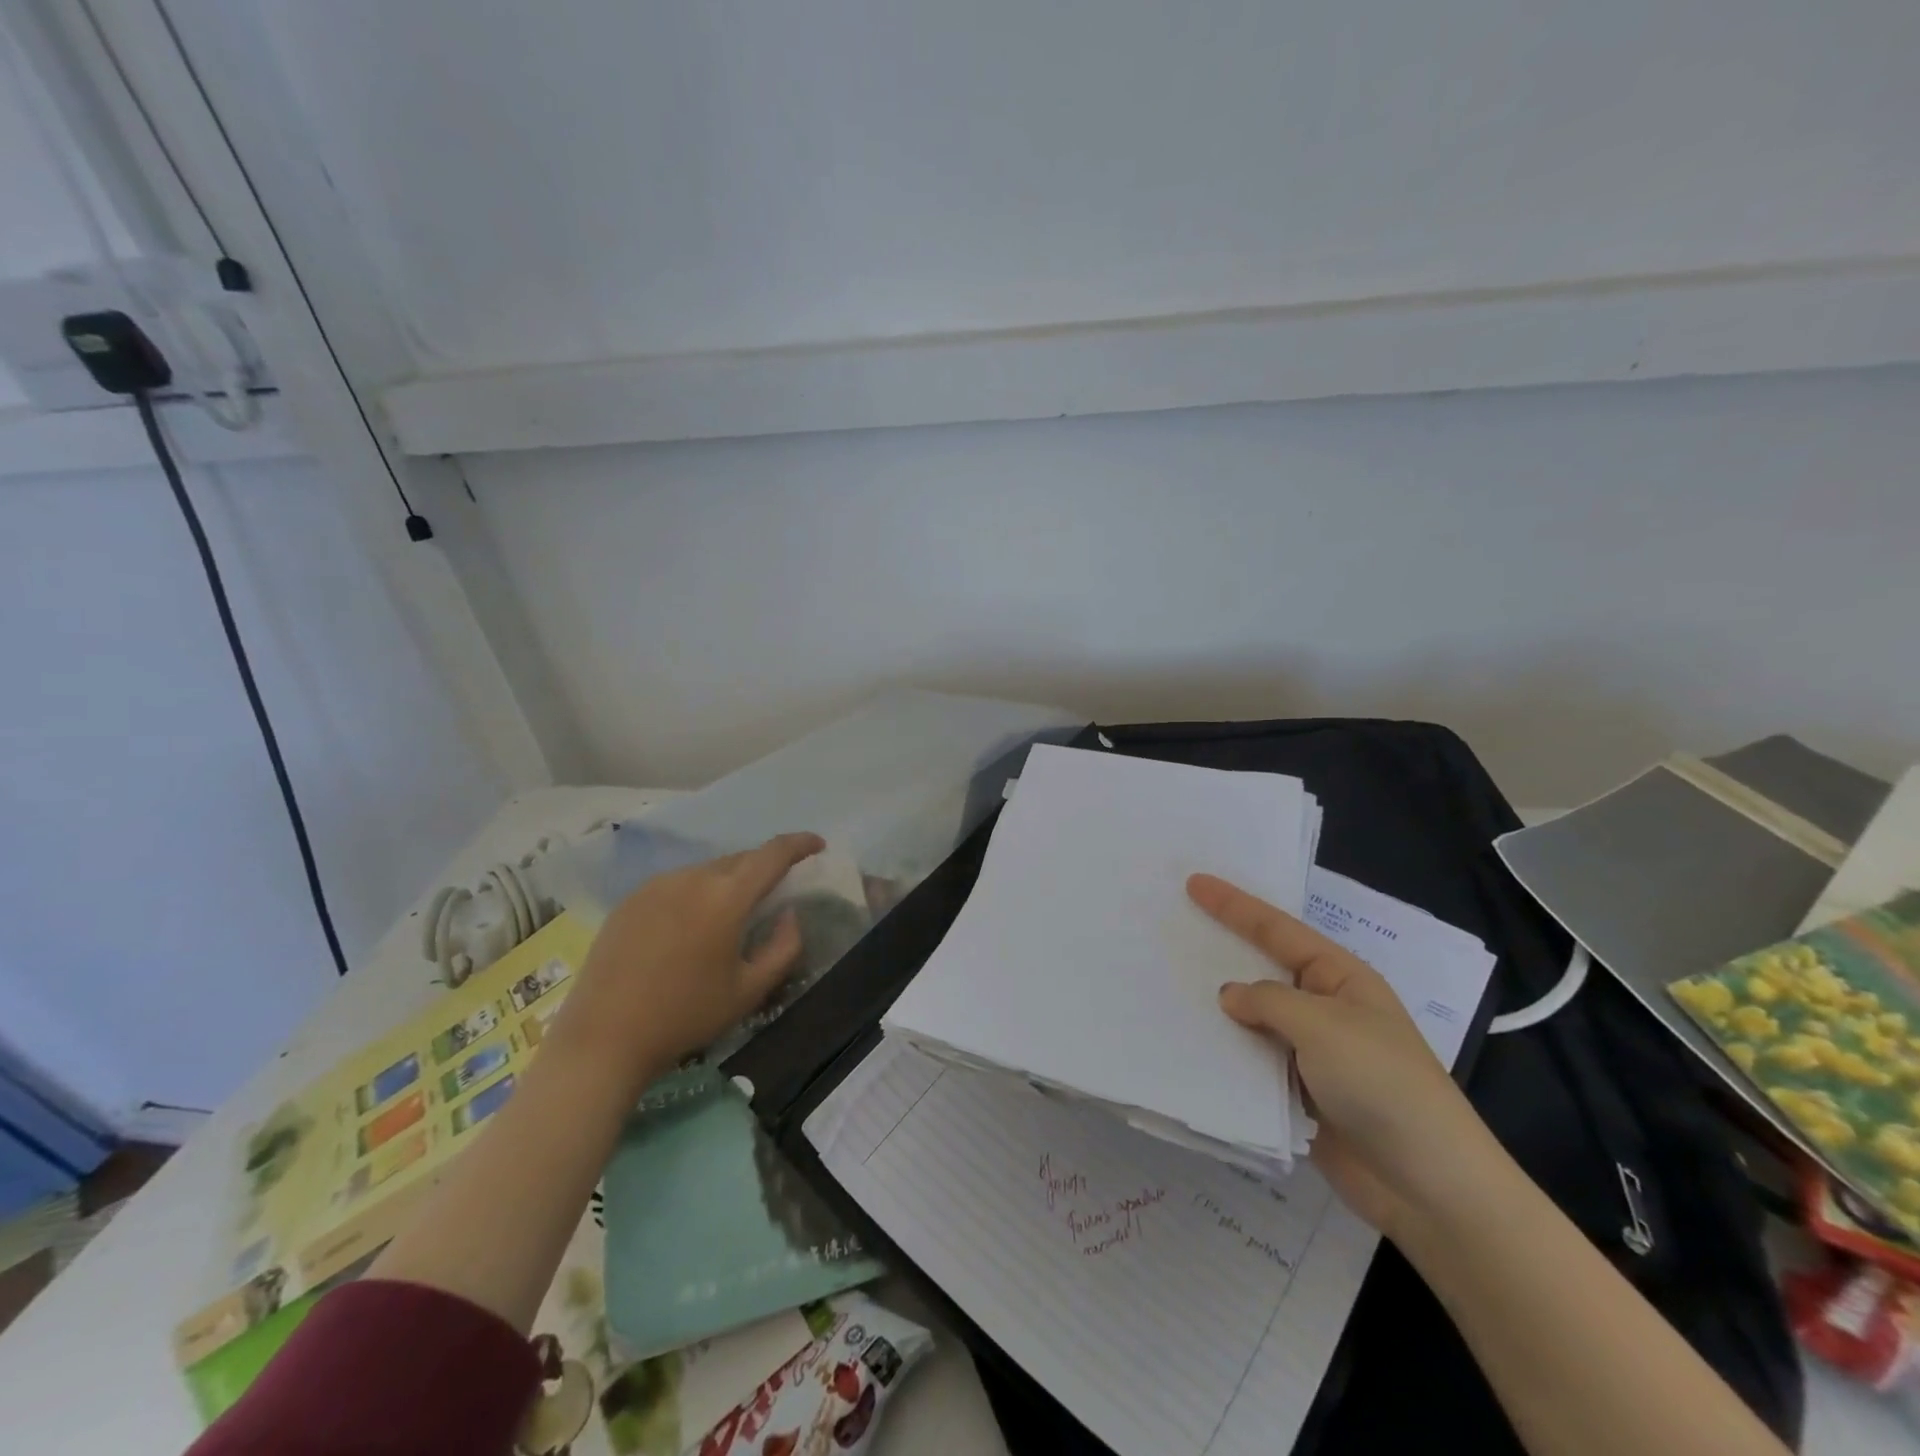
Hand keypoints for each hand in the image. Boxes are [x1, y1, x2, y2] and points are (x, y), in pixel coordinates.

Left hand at [550, 833, 825, 1090]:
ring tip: (732, 913)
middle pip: (740, 859)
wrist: (603, 1039)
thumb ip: (784, 947)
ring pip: (707, 870)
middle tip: (776, 891)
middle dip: (764, 867)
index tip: (817, 845)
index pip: (773, 853)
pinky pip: (677, 883)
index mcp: (726, 897)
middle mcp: (692, 878)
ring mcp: (656, 885)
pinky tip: (691, 925)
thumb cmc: (685, 1016)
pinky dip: (697, 892)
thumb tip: (789, 915)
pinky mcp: (630, 899)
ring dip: (729, 882)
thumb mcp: (749, 991)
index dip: (800, 844)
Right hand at [1187, 873, 1491, 1236]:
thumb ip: (1268, 1001)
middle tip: (1173, 927)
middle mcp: (1322, 1008)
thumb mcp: (1323, 1026)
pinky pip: (1250, 1062)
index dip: (1233, 905)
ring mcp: (1310, 1053)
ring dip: (1217, 1009)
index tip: (1193, 882)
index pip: (1276, 930)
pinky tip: (1186, 1045)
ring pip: (1251, 1019)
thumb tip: (1229, 996)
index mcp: (1339, 978)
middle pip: (1261, 969)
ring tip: (1165, 987)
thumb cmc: (1382, 1085)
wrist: (1428, 1186)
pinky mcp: (1297, 1095)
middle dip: (1221, 950)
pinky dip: (1223, 1054)